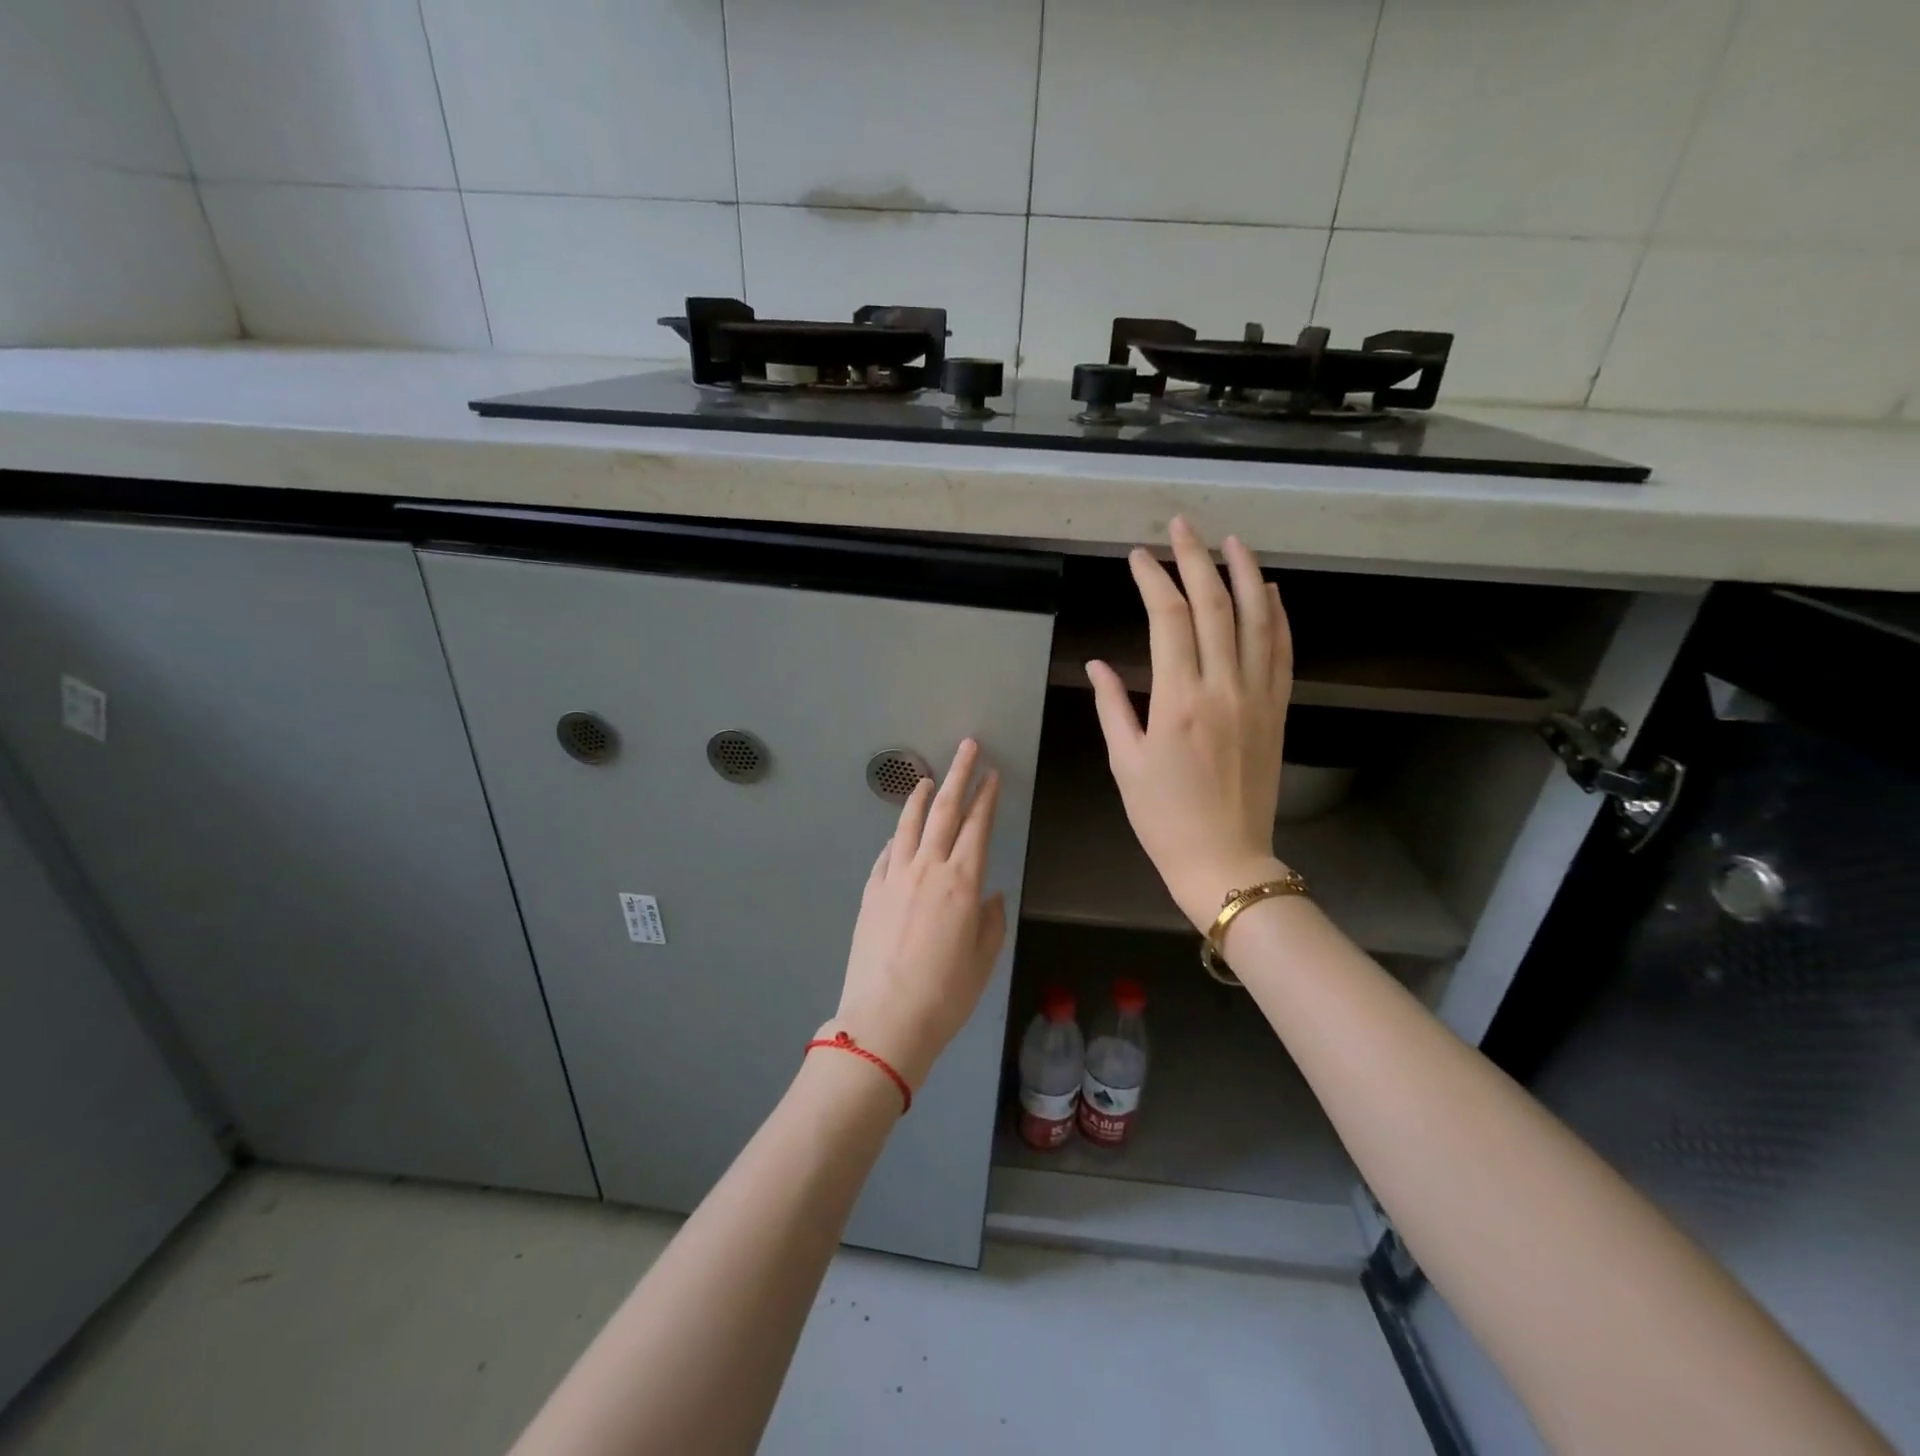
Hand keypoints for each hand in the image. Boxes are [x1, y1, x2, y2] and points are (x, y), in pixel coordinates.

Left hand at [830, 739, 1006, 1090]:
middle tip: (968, 747)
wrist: (885, 1020)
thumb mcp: (983, 960)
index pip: (978, 826)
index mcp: (963, 883)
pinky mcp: (871, 892)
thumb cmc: (945, 995)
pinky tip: (900, 833)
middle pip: (945, 811)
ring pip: (910, 824)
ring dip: (921, 797)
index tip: (992, 774)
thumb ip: (991, 920)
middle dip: (959, 775)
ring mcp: (894, 877)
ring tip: (928, 778)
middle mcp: (928, 869)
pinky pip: (887, 853)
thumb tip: (989, 895)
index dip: (987, 797)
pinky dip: (897, 837)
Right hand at [1087, 517, 1293, 931]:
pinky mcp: (1277, 710)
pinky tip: (1271, 591)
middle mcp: (1223, 687)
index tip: (1138, 557)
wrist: (1225, 859)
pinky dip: (1278, 615)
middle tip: (1182, 525)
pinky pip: (1282, 651)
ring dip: (1246, 573)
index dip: (1153, 579)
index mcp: (1178, 700)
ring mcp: (1257, 696)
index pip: (1168, 619)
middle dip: (1196, 558)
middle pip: (1213, 605)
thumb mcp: (1125, 762)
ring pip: (1258, 619)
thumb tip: (1098, 663)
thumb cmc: (1163, 816)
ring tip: (1232, 540)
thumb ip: (1113, 706)